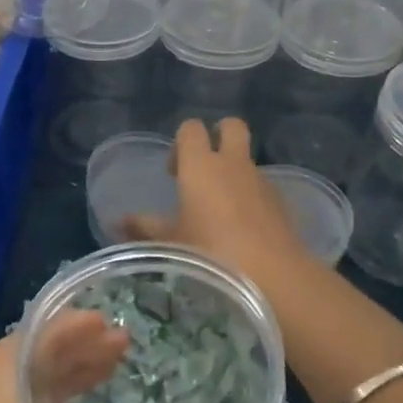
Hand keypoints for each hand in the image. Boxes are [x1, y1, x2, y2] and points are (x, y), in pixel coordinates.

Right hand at [124, 118, 310, 290]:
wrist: (273, 276)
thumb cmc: (211, 254)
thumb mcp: (170, 243)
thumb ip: (145, 228)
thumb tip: (121, 221)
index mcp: (200, 165)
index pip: (191, 128)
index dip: (181, 142)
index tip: (173, 172)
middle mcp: (233, 164)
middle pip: (231, 126)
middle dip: (219, 136)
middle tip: (204, 168)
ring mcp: (261, 180)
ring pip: (247, 160)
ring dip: (235, 172)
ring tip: (221, 210)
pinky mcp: (282, 202)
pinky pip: (262, 188)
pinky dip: (252, 197)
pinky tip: (244, 230)